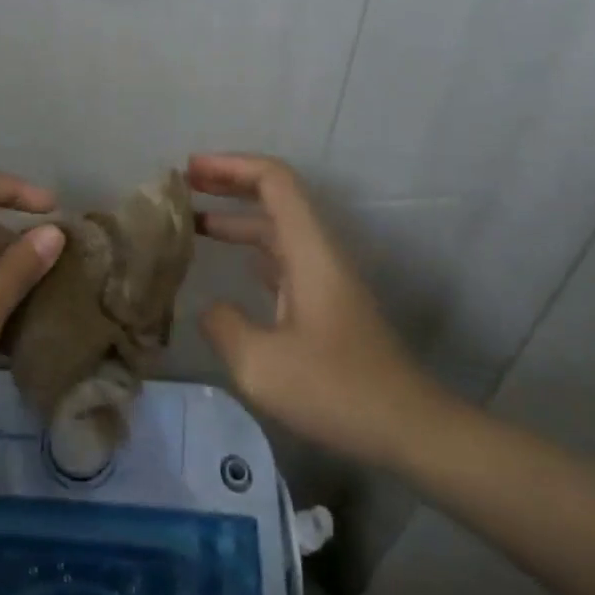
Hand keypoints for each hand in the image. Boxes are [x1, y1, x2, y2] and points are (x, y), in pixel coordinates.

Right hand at [192, 153, 441, 468]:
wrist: (410, 429)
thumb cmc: (337, 390)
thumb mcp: (262, 365)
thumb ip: (224, 326)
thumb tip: (210, 308)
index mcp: (309, 249)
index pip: (273, 179)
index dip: (231, 165)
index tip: (190, 170)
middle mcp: (318, 251)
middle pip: (274, 195)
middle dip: (229, 182)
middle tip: (183, 184)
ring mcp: (324, 277)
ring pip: (276, 228)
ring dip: (236, 217)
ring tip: (192, 221)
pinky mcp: (326, 302)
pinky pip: (282, 257)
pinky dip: (250, 249)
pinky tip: (228, 263)